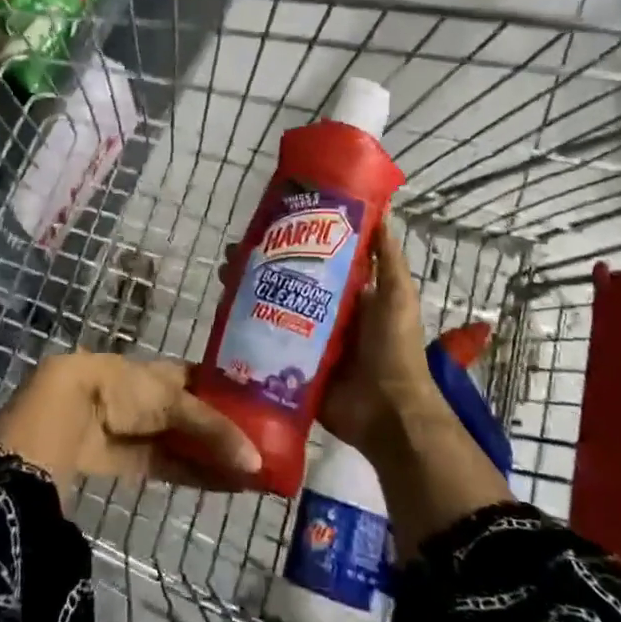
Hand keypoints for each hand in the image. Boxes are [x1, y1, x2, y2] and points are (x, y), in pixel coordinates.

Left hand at [0, 352, 262, 494]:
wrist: (68, 414)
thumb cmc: (123, 389)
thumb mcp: (173, 400)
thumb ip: (213, 430)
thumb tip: (256, 462)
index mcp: (167, 372)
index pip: (208, 383)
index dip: (234, 395)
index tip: (268, 410)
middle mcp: (158, 399)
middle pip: (201, 417)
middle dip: (230, 433)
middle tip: (270, 450)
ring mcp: (146, 431)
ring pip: (189, 445)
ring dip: (218, 459)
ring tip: (257, 475)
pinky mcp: (135, 462)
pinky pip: (174, 467)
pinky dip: (198, 476)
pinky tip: (228, 486)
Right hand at [216, 218, 438, 456]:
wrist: (388, 411)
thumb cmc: (394, 347)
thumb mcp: (397, 295)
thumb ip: (389, 258)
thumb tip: (379, 210)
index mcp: (348, 296)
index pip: (314, 261)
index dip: (291, 244)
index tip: (265, 226)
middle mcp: (324, 315)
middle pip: (286, 284)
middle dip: (259, 268)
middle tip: (232, 255)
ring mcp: (306, 343)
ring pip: (271, 311)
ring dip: (247, 295)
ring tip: (224, 279)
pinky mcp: (292, 368)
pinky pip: (266, 347)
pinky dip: (246, 332)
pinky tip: (223, 317)